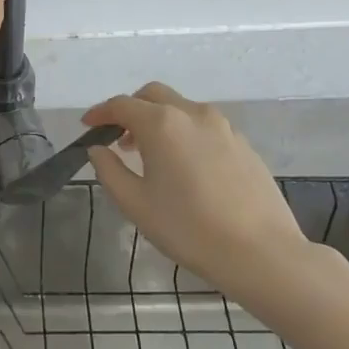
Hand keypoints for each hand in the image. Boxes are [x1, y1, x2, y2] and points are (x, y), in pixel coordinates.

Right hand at [85, 82, 348, 313]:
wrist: (261, 253)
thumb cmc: (188, 229)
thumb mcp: (135, 204)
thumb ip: (109, 170)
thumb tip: (98, 150)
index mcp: (162, 124)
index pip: (121, 105)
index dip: (100, 113)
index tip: (87, 127)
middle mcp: (193, 114)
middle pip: (153, 95)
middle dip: (130, 109)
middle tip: (118, 138)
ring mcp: (223, 127)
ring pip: (181, 108)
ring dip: (159, 120)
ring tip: (151, 155)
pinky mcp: (243, 144)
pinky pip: (204, 126)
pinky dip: (184, 133)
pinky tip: (185, 166)